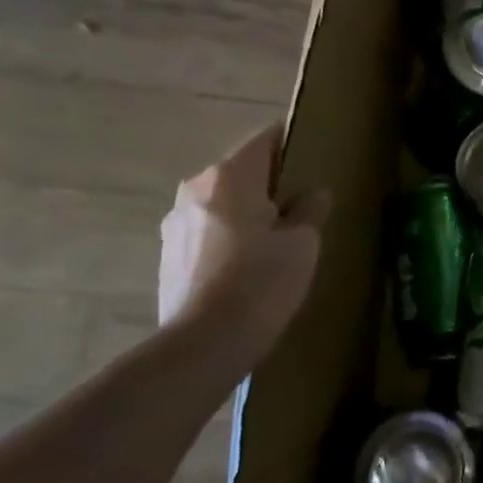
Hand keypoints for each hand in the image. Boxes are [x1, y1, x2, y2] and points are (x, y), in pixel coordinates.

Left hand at [158, 124, 326, 350]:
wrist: (204, 344)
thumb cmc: (261, 282)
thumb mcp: (303, 242)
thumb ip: (310, 208)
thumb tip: (312, 194)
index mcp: (230, 176)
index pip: (266, 138)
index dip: (293, 142)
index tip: (314, 157)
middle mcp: (196, 188)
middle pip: (242, 170)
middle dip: (271, 182)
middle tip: (303, 205)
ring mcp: (176, 221)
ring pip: (224, 201)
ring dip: (248, 210)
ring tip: (276, 240)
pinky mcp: (168, 253)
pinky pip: (209, 229)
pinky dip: (230, 236)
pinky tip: (249, 265)